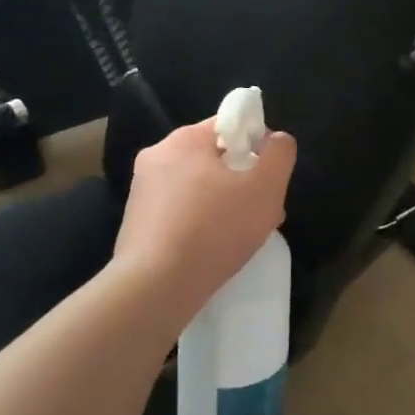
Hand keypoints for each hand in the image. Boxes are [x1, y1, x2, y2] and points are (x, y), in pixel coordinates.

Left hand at [114, 120, 296, 326]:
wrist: (154, 289)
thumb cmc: (214, 230)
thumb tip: (276, 139)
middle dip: (241, 180)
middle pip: (213, 157)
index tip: (268, 178)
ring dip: (221, 203)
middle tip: (260, 212)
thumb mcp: (266, 188)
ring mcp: (141, 189)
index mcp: (185, 139)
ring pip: (196, 186)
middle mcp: (157, 155)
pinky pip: (177, 211)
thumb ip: (280, 154)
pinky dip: (198, 223)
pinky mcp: (134, 221)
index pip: (230, 125)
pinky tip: (211, 250)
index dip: (257, 146)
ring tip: (239, 236)